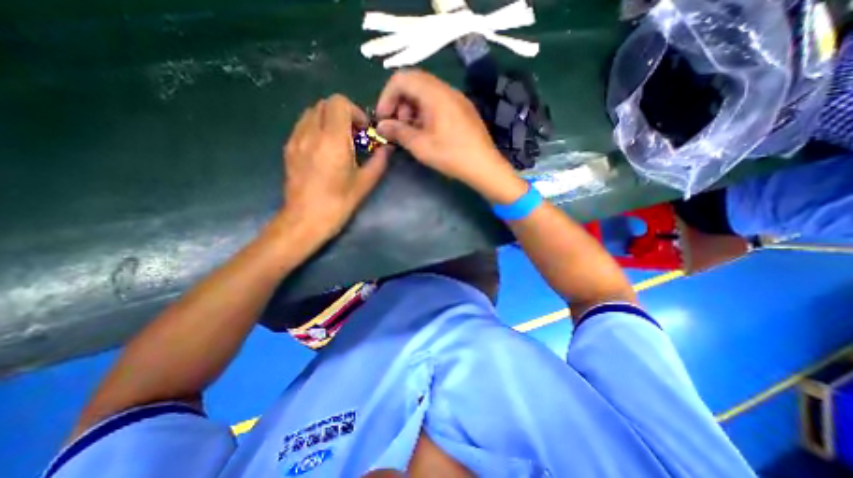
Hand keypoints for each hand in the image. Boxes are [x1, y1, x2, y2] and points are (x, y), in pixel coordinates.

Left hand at [283, 94, 389, 240]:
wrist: (305, 219)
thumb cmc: (338, 203)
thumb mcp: (365, 183)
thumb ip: (379, 161)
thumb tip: (387, 148)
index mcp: (333, 140)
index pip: (339, 103)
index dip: (355, 112)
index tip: (363, 131)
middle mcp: (311, 133)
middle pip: (325, 104)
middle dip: (343, 114)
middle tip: (353, 136)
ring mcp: (296, 139)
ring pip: (312, 112)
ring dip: (329, 120)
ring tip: (339, 141)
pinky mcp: (289, 148)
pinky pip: (303, 125)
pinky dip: (316, 128)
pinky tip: (323, 149)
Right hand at [375, 68, 522, 203]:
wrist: (484, 167)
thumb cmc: (452, 156)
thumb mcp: (421, 146)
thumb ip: (398, 132)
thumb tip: (381, 126)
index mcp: (435, 94)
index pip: (401, 78)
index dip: (387, 96)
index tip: (383, 119)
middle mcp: (446, 89)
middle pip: (413, 83)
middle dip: (399, 104)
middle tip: (397, 127)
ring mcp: (456, 99)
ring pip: (425, 93)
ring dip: (411, 109)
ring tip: (410, 133)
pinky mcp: (462, 109)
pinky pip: (437, 103)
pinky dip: (425, 113)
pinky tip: (425, 132)